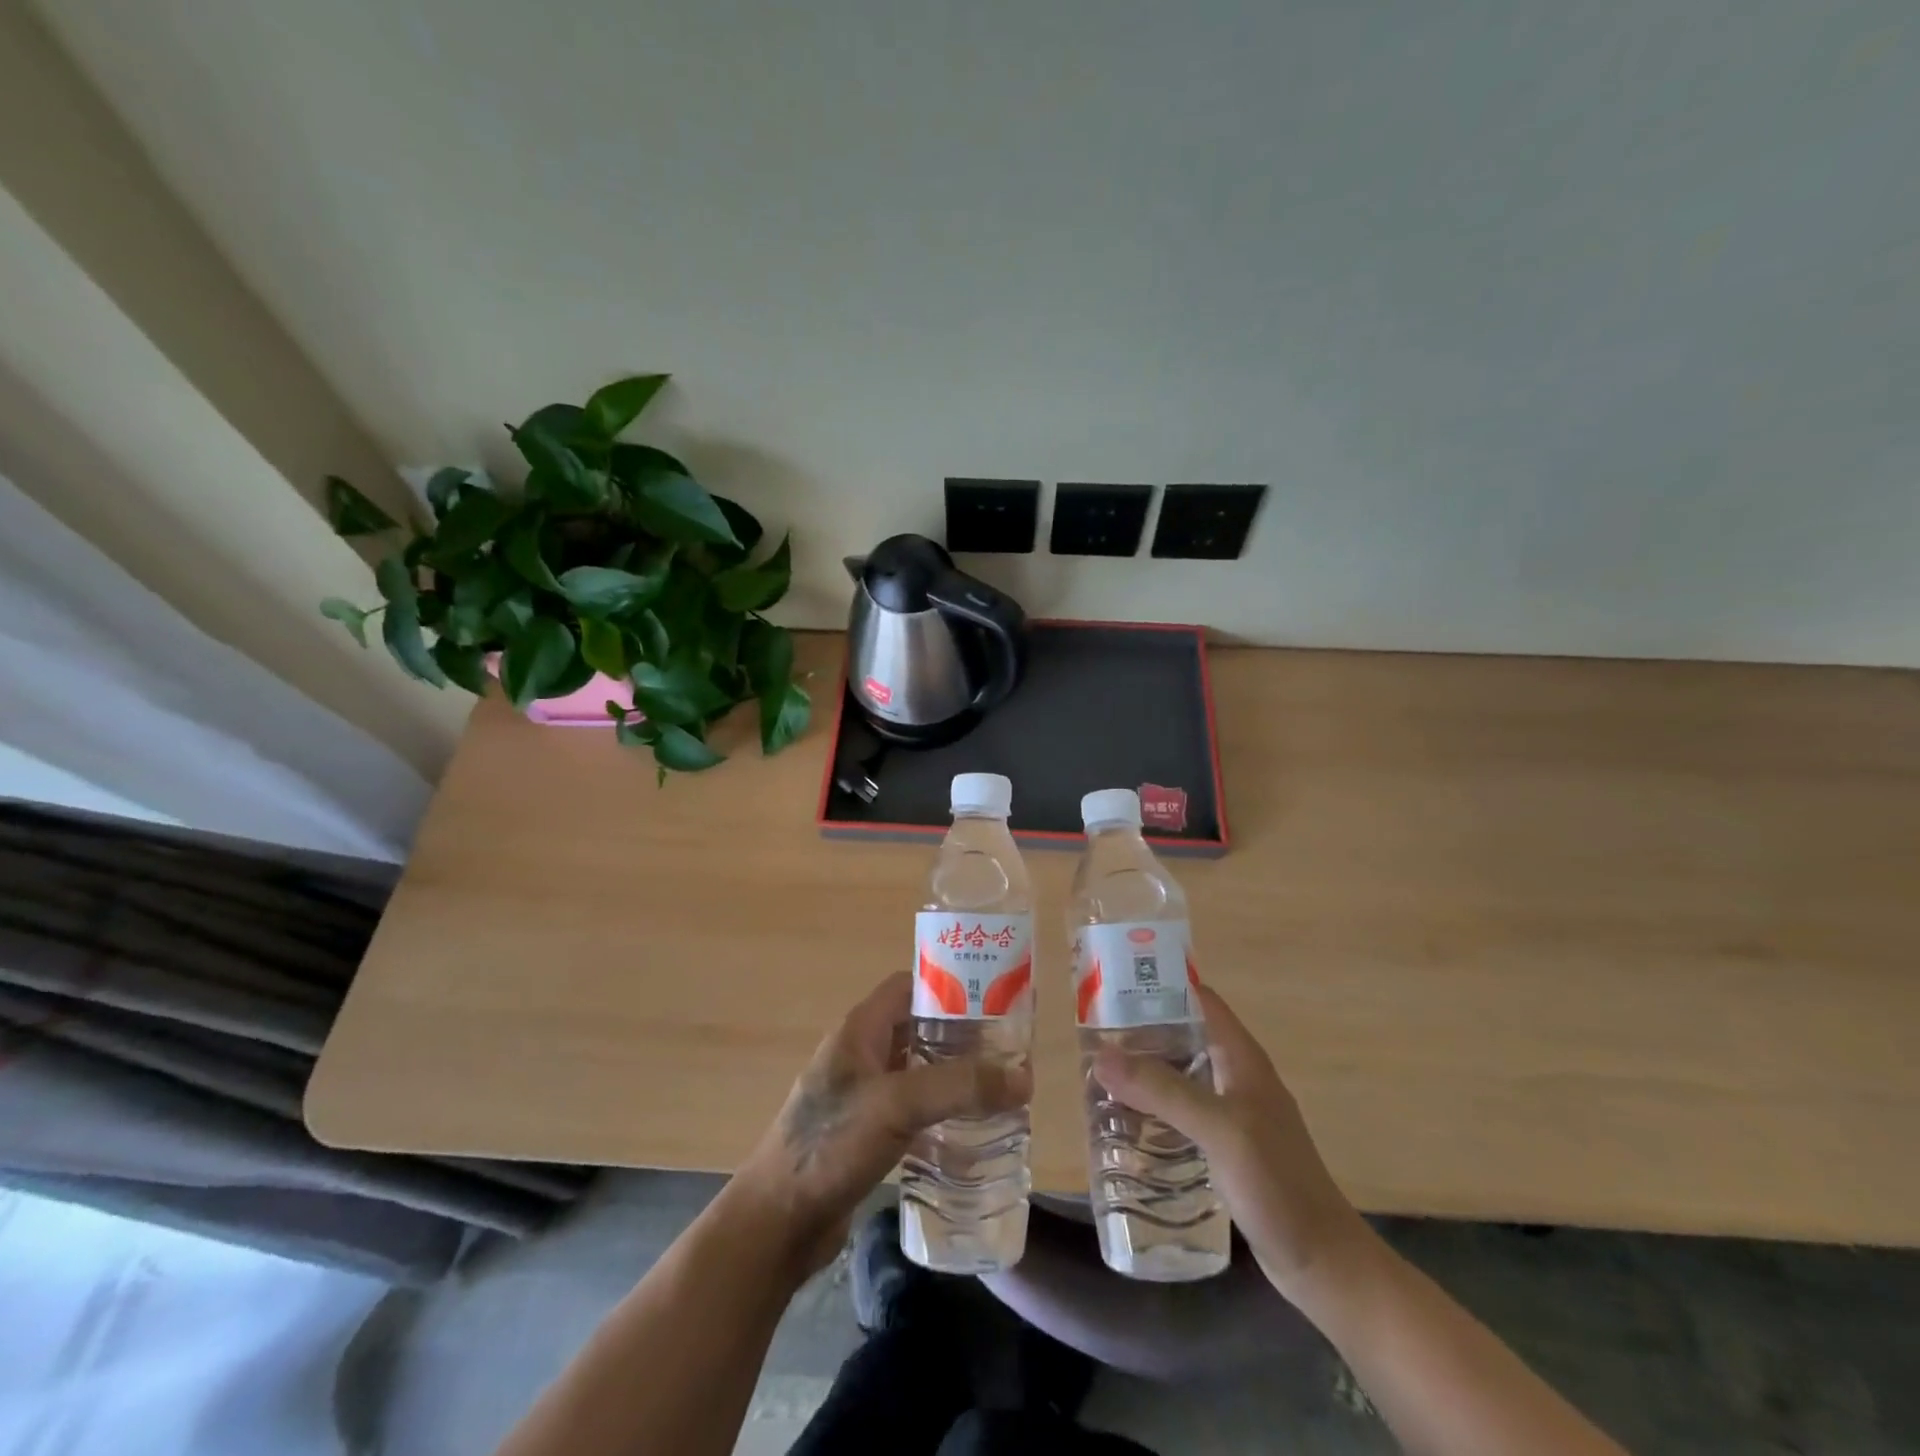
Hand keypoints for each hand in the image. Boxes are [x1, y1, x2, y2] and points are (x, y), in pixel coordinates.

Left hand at [732, 970, 1030, 1276]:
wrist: (778, 1222)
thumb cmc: (831, 1145)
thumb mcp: (898, 1104)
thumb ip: (959, 1086)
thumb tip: (1023, 1076)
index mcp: (861, 1029)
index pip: (910, 985)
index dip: (949, 985)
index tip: (993, 999)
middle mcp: (862, 1053)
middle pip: (919, 1028)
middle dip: (962, 1036)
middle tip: (1007, 1052)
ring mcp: (863, 1095)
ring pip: (919, 1071)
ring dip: (954, 1077)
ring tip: (1000, 1090)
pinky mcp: (867, 1133)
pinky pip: (913, 1109)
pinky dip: (941, 1112)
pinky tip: (970, 1131)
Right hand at [1094, 986, 1375, 1306]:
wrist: (1323, 1265)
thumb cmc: (1277, 1185)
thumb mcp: (1219, 1129)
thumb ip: (1163, 1091)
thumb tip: (1101, 1056)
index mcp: (1242, 1058)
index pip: (1199, 999)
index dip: (1160, 986)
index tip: (1113, 987)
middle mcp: (1236, 1077)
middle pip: (1183, 1037)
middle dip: (1140, 1034)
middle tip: (1093, 1038)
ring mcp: (1232, 1115)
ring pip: (1179, 1077)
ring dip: (1144, 1075)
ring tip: (1099, 1079)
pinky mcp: (1225, 1149)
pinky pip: (1181, 1114)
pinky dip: (1154, 1111)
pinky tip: (1127, 1126)